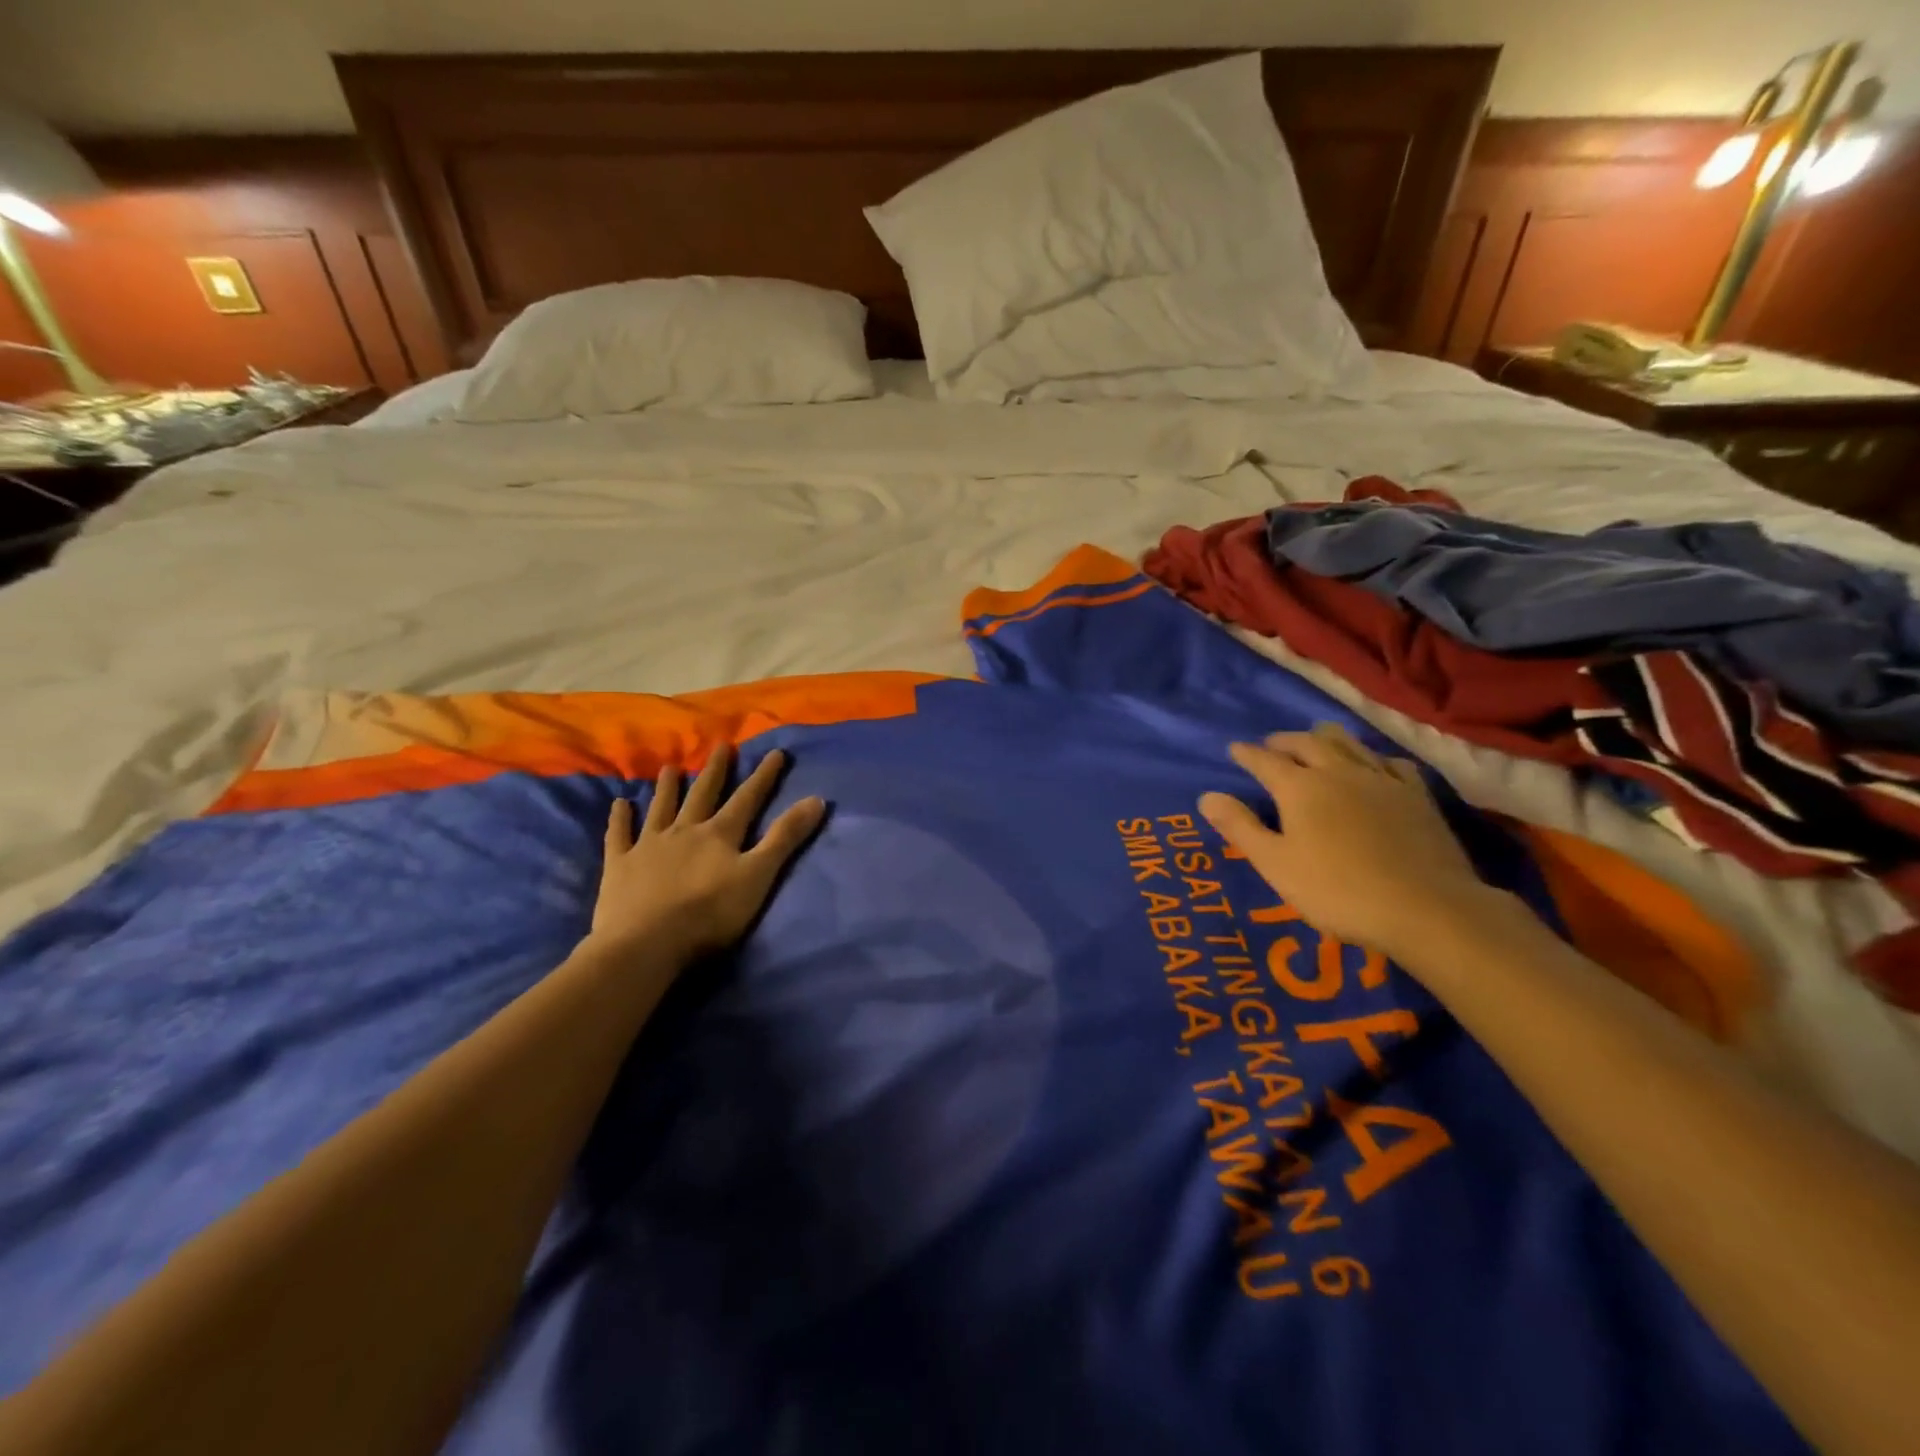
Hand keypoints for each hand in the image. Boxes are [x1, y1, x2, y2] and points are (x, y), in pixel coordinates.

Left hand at [590, 745, 825, 961]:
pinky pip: (620, 835)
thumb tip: (816, 799)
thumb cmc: (709, 914)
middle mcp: (685, 830)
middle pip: (703, 795)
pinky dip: (620, 819)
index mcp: (720, 834)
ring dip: (668, 787)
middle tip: (722, 746)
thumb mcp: (758, 876)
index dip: (763, 776)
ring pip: (661, 808)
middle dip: (715, 771)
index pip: (747, 799)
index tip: (776, 752)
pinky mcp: (620, 865)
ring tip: (671, 767)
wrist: (646, 943)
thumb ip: (785, 838)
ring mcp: (649, 845)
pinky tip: (620, 804)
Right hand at [1198, 722, 1503, 966]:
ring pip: (1349, 744)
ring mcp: (1381, 780)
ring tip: (1316, 739)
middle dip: (1284, 741)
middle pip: (1307, 743)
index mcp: (1299, 788)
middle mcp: (1338, 772)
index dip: (1247, 754)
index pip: (1265, 761)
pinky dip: (1372, 757)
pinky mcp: (1416, 795)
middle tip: (1272, 744)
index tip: (1234, 749)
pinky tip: (1373, 765)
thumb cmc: (1337, 890)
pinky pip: (1390, 762)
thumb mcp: (1276, 864)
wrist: (1425, 907)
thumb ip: (1240, 828)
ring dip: (1325, 738)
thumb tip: (1207, 796)